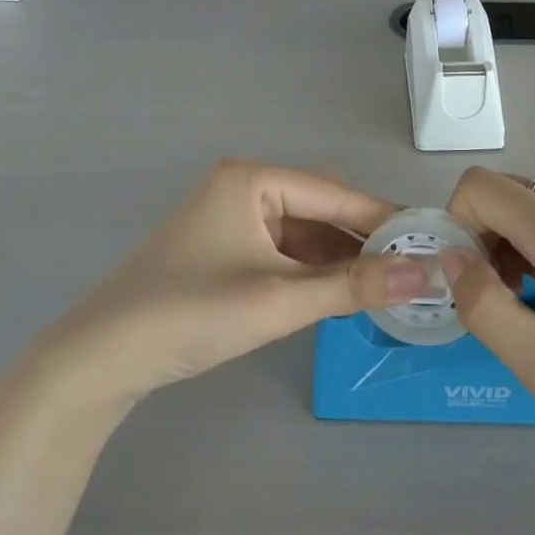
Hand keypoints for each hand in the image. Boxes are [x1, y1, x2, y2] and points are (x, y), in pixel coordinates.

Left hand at [33, 160, 426, 410]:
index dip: (385, 220)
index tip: (431, 244)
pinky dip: (313, 271)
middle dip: (364, 241)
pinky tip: (342, 292)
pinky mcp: (225, 248)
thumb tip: (424, 274)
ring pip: (303, 233)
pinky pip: (283, 251)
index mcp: (253, 179)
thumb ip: (353, 286)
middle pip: (321, 210)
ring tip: (389, 284)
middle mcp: (243, 187)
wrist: (103, 356)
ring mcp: (232, 218)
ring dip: (340, 259)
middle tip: (415, 270)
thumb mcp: (280, 300)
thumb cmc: (193, 312)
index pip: (336, 194)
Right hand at [439, 168, 534, 463]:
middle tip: (492, 298)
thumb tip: (450, 259)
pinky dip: (532, 248)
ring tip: (523, 307)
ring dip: (504, 245)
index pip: (477, 186)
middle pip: (500, 190)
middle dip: (477, 235)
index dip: (455, 225)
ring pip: (526, 205)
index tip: (468, 281)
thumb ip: (484, 307)